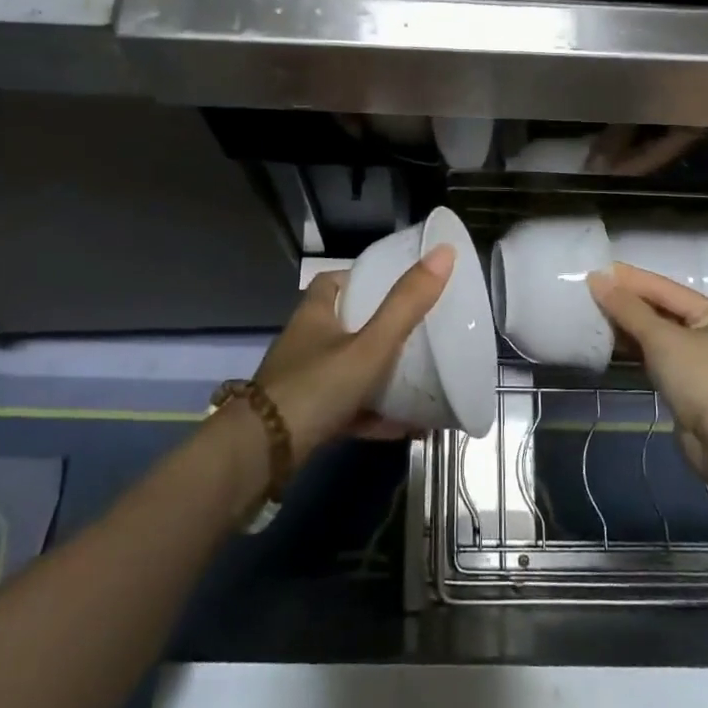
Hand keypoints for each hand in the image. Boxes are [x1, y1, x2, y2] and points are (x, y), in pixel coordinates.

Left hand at [252, 244, 453, 462]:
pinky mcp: (306, 418)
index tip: (394, 284)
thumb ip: (406, 305)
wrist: (263, 454)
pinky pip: (347, 409)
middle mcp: (305, 344)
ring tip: (419, 377)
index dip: (362, 278)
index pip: (333, 282)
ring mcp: (303, 383)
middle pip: (343, 325)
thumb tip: (444, 252)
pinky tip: (406, 425)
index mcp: (315, 315)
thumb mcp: (370, 345)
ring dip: (378, 374)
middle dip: (377, 327)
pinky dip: (374, 414)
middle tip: (416, 330)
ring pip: (346, 370)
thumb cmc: (316, 386)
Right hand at [588, 262, 707, 471]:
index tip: (594, 270)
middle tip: (587, 291)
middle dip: (625, 301)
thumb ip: (628, 308)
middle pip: (659, 309)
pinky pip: (652, 356)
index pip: (663, 287)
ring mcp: (695, 360)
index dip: (629, 279)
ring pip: (654, 334)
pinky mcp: (683, 384)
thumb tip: (597, 278)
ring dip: (625, 325)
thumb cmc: (702, 380)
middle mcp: (707, 331)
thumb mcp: (662, 338)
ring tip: (591, 313)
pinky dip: (632, 348)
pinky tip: (607, 342)